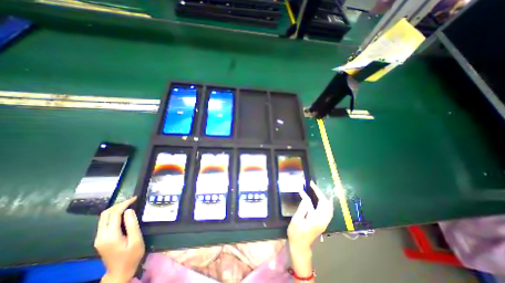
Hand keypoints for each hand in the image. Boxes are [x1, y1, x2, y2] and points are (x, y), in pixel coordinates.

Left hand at [94, 196, 143, 282]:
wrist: (120, 272)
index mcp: (110, 236)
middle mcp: (101, 236)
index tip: (135, 198)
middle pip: (106, 214)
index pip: (114, 214)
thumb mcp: (136, 239)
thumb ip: (132, 224)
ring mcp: (99, 238)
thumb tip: (129, 210)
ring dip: (116, 208)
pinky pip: (105, 222)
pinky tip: (124, 213)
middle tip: (133, 200)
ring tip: (129, 204)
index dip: (124, 203)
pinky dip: (114, 214)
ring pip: (104, 217)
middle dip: (119, 204)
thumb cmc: (132, 256)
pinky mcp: (101, 239)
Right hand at [288, 182, 333, 253]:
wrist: (300, 246)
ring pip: (329, 208)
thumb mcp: (296, 220)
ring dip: (324, 198)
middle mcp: (323, 220)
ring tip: (317, 191)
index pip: (317, 202)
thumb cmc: (296, 233)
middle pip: (326, 204)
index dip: (313, 192)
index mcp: (316, 219)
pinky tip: (322, 200)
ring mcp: (324, 222)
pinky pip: (328, 211)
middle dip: (321, 193)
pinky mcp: (323, 223)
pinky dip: (326, 204)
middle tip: (313, 186)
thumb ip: (302, 209)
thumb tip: (305, 198)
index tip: (308, 185)